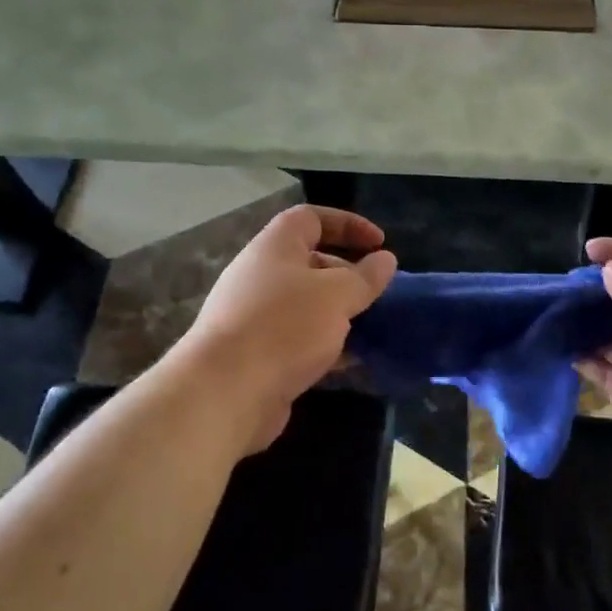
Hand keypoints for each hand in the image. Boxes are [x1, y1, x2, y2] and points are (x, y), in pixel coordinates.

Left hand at [178, 205, 397, 451]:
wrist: (225, 392)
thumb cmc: (285, 327)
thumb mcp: (337, 295)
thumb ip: (366, 277)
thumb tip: (386, 260)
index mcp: (275, 247)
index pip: (312, 217)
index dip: (348, 224)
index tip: (380, 243)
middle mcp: (261, 275)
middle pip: (310, 262)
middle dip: (348, 274)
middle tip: (377, 293)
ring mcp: (255, 316)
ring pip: (306, 304)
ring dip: (339, 313)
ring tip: (371, 328)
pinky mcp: (256, 354)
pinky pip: (298, 339)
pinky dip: (325, 345)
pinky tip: (350, 362)